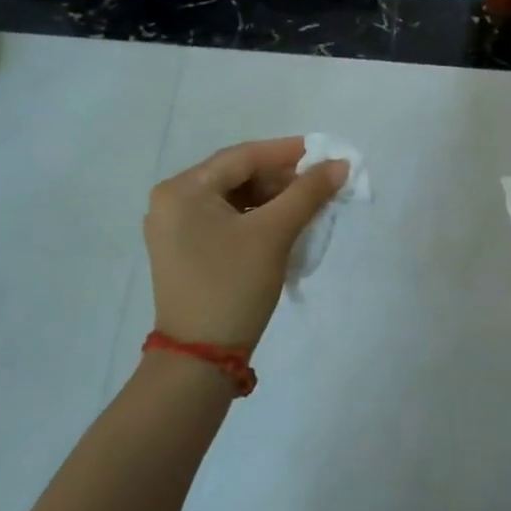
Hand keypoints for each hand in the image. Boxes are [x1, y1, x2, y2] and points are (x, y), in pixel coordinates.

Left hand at [144, 137, 347, 350]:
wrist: (200, 359)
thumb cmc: (233, 286)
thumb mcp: (274, 234)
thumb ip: (307, 193)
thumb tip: (340, 165)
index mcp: (183, 189)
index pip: (243, 157)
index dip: (287, 152)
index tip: (324, 152)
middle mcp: (171, 201)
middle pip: (236, 175)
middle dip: (281, 178)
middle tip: (321, 181)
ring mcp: (174, 228)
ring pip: (233, 198)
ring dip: (271, 198)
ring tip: (308, 203)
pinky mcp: (184, 250)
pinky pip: (225, 219)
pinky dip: (256, 218)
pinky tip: (284, 223)